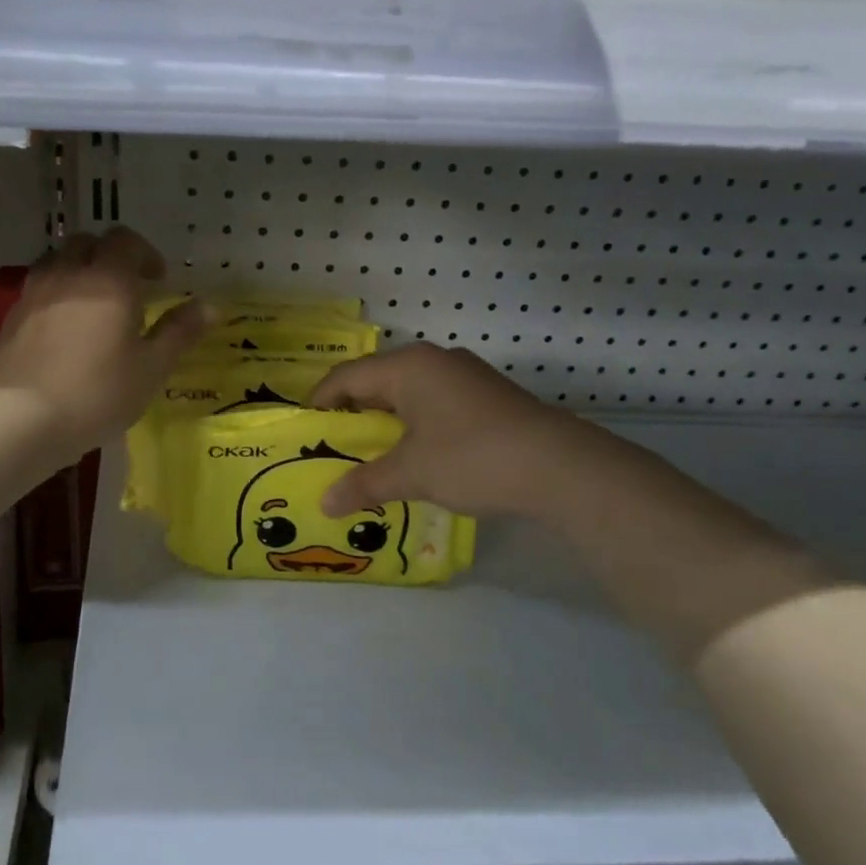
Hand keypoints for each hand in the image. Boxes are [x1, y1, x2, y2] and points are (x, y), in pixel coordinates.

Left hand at [0, 228, 210, 461]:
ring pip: (56, 262)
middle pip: (86, 243)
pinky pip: (37, 290)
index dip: (145, 254)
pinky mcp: (10, 318)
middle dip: (109, 256)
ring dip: (77, 271)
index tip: (158, 280)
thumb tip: (209, 306)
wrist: (21, 419)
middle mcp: (68, 275)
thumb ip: (179, 332)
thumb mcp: (151, 368)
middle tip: (126, 287)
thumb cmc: (98, 393)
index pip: (126, 241)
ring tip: (91, 305)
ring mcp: (33, 294)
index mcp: (108, 280)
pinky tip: (62, 330)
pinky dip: (55, 296)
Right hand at [311, 343, 566, 517]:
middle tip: (336, 445)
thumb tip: (326, 503)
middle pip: (378, 381)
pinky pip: (436, 402)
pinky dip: (416, 424)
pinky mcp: (489, 396)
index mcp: (409, 367)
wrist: (559, 467)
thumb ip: (365, 484)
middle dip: (354, 413)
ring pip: (410, 392)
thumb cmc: (471, 458)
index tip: (306, 430)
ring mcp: (466, 375)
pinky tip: (418, 454)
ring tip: (373, 453)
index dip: (321, 402)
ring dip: (387, 420)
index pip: (347, 376)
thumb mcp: (411, 473)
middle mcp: (436, 361)